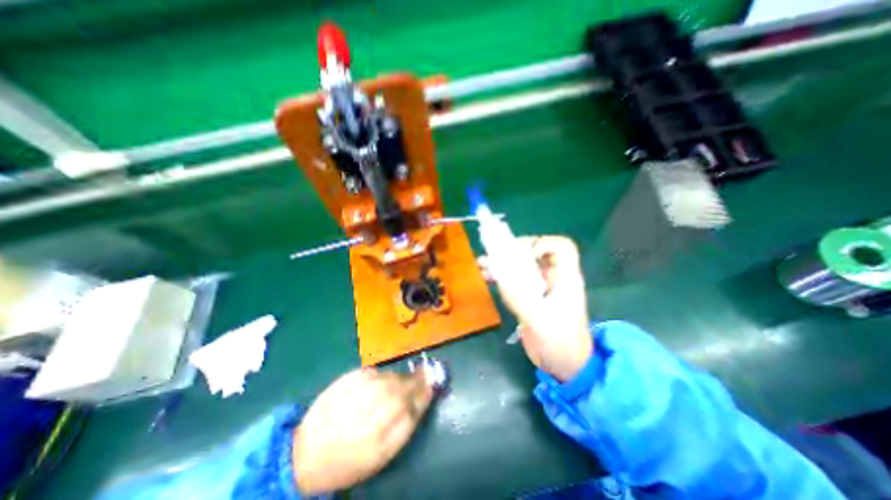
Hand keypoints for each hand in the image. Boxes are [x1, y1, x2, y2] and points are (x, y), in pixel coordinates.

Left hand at [292, 367, 431, 495]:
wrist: (305, 453)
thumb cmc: (348, 460)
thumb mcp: (382, 455)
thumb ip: (405, 426)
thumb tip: (423, 398)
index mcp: (381, 432)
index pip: (413, 404)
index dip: (425, 392)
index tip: (433, 385)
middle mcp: (372, 405)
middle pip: (403, 386)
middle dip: (417, 380)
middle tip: (424, 375)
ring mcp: (360, 387)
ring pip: (391, 376)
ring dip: (400, 378)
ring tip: (401, 383)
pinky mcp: (350, 376)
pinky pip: (375, 371)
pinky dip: (381, 376)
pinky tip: (378, 384)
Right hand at [480, 235, 590, 380]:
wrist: (563, 366)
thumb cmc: (561, 344)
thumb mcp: (541, 321)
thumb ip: (521, 297)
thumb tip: (499, 275)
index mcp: (565, 279)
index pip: (561, 247)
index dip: (542, 243)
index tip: (522, 254)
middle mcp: (553, 278)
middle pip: (536, 252)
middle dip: (514, 250)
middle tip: (494, 254)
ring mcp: (541, 288)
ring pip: (522, 265)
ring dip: (503, 262)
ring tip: (482, 263)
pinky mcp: (530, 297)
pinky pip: (515, 279)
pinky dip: (501, 276)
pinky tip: (487, 276)